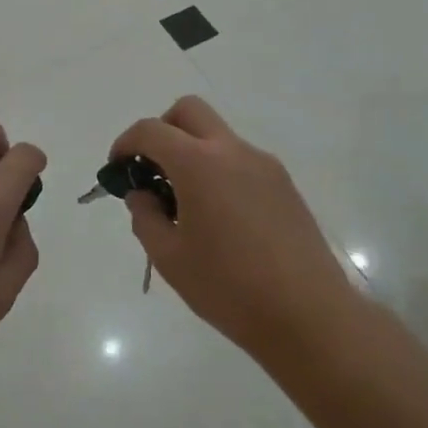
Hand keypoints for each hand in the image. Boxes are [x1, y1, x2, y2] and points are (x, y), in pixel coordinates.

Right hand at [111, 96, 349, 361]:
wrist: (309, 316)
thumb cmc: (229, 288)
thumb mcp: (169, 258)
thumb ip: (145, 216)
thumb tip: (142, 194)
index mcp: (199, 163)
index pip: (151, 130)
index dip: (126, 143)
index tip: (117, 168)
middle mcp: (233, 151)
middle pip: (189, 111)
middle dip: (162, 130)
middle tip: (152, 169)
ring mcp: (264, 165)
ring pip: (218, 135)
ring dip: (193, 151)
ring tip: (186, 204)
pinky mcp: (285, 185)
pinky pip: (241, 160)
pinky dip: (219, 170)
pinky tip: (220, 218)